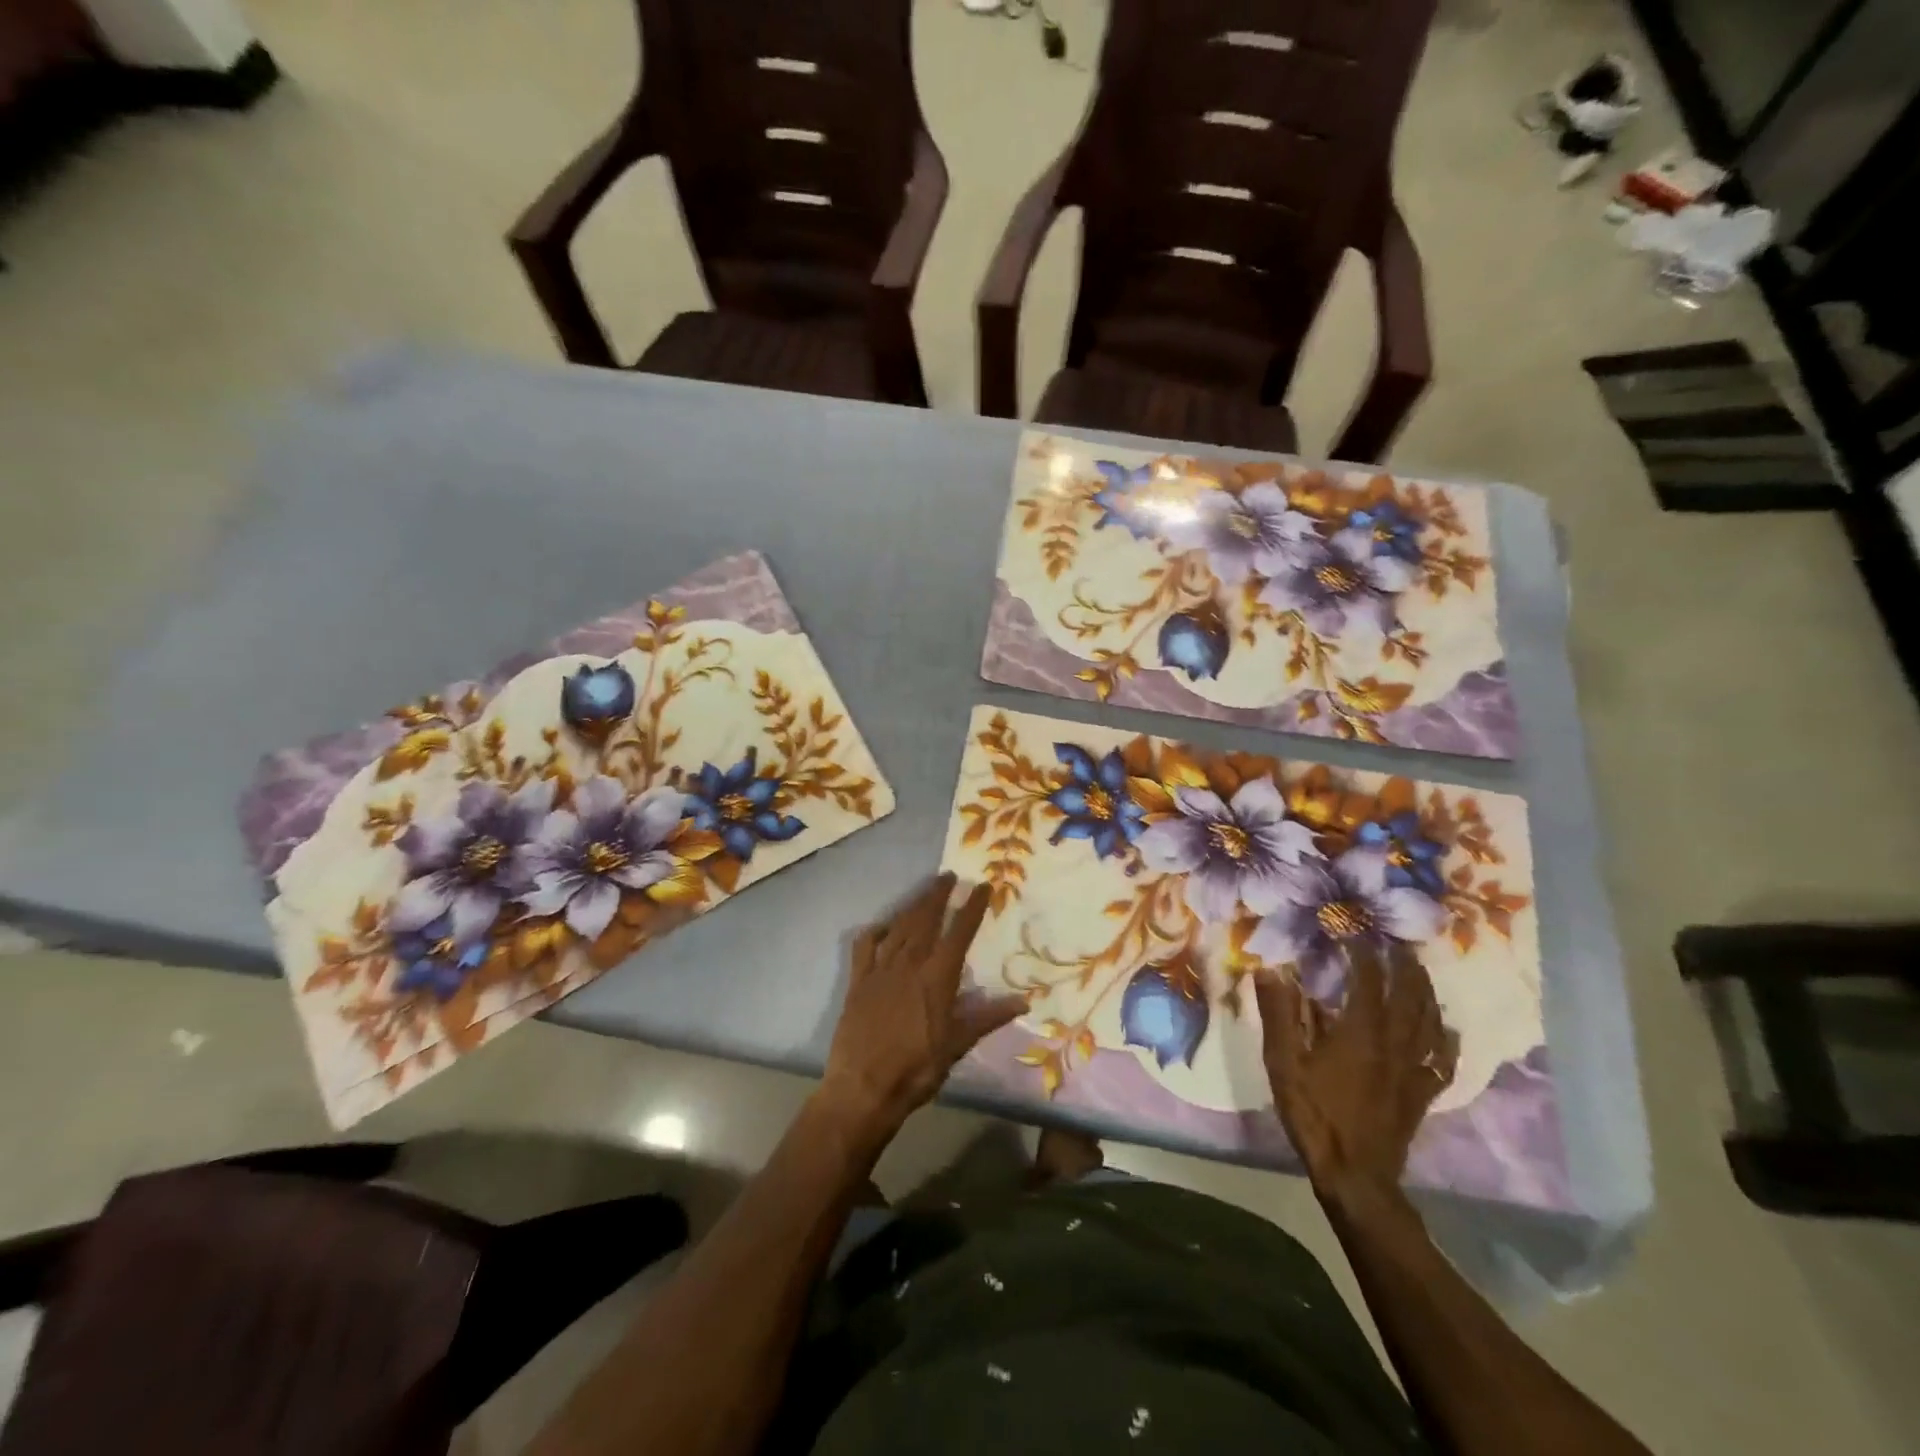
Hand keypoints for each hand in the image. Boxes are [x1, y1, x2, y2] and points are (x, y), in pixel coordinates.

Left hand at [822, 873, 1024, 1138]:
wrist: (863, 1088)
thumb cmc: (916, 1069)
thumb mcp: (957, 1045)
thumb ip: (987, 1018)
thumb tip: (1023, 1001)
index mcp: (937, 977)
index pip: (959, 932)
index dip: (972, 907)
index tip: (982, 886)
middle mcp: (909, 964)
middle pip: (926, 919)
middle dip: (938, 895)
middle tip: (948, 877)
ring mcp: (880, 970)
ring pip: (899, 927)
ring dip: (913, 906)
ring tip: (925, 892)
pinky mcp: (858, 981)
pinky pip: (866, 946)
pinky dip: (876, 931)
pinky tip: (883, 926)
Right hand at [1254, 941, 1456, 1209]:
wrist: (1354, 1174)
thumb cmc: (1314, 1113)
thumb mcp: (1283, 1061)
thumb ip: (1278, 1013)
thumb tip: (1271, 968)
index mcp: (1361, 1031)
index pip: (1368, 978)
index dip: (1361, 950)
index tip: (1350, 929)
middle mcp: (1394, 1042)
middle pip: (1409, 994)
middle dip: (1402, 963)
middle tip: (1394, 942)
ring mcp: (1413, 1068)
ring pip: (1430, 1020)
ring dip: (1425, 990)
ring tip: (1418, 971)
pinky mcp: (1422, 1091)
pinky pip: (1441, 1058)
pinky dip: (1445, 1038)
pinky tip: (1445, 1029)